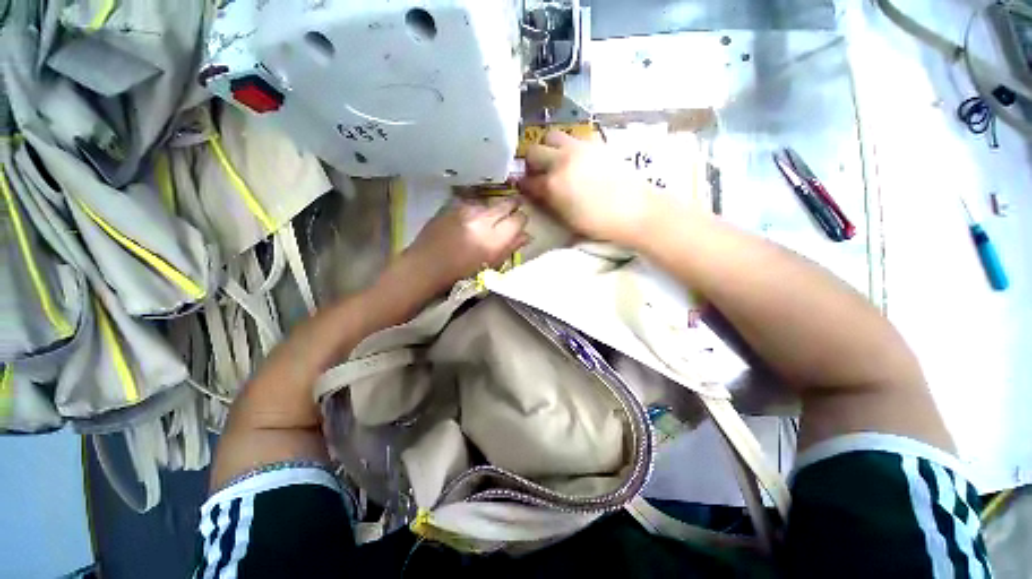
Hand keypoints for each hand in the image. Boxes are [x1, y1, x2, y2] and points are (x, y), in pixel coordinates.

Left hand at [398, 198, 528, 293]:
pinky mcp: (453, 206)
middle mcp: (482, 220)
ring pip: (490, 203)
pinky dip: (477, 210)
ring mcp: (466, 210)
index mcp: (494, 240)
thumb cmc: (460, 273)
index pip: (518, 220)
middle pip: (506, 204)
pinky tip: (471, 220)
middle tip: (512, 211)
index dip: (521, 220)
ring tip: (487, 220)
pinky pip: (473, 204)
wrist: (426, 266)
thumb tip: (527, 235)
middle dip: (512, 206)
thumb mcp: (490, 265)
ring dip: (493, 210)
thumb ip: (510, 248)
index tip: (520, 223)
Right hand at [517, 130, 654, 244]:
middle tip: (538, 173)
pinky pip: (573, 137)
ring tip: (555, 162)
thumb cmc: (599, 223)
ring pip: (552, 136)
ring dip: (548, 148)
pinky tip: (575, 159)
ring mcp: (579, 148)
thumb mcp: (567, 219)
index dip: (523, 185)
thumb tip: (538, 193)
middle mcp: (562, 161)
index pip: (528, 181)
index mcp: (553, 184)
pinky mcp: (595, 143)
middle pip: (534, 151)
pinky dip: (567, 146)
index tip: (524, 188)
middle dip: (531, 162)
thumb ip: (549, 202)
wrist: (636, 210)